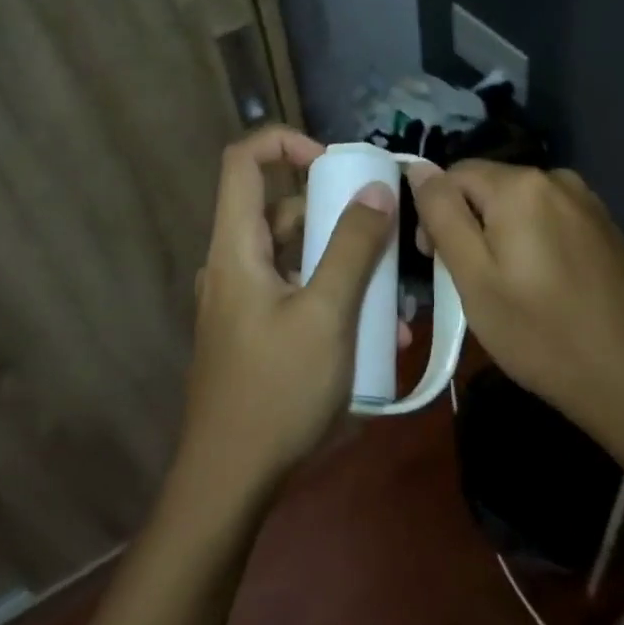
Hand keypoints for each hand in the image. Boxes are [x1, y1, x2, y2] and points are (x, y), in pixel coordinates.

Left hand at [181, 126, 396, 493]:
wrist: (229, 481)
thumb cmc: (276, 391)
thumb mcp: (325, 315)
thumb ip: (352, 248)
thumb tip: (375, 190)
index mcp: (236, 248)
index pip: (244, 162)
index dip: (286, 143)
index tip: (335, 163)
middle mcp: (233, 266)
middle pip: (280, 211)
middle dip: (335, 214)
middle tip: (384, 231)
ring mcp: (242, 302)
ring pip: (295, 257)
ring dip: (344, 265)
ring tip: (394, 298)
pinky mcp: (255, 333)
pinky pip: (296, 295)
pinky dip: (332, 298)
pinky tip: (378, 336)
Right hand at [406, 160, 623, 439]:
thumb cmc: (540, 332)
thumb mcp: (473, 276)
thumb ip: (442, 214)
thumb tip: (419, 167)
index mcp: (520, 185)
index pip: (453, 175)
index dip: (435, 214)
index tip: (437, 262)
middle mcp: (556, 178)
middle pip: (489, 187)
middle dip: (469, 224)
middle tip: (470, 282)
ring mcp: (587, 202)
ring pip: (520, 205)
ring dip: (501, 234)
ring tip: (506, 287)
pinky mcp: (605, 227)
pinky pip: (550, 220)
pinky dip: (533, 242)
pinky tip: (543, 285)